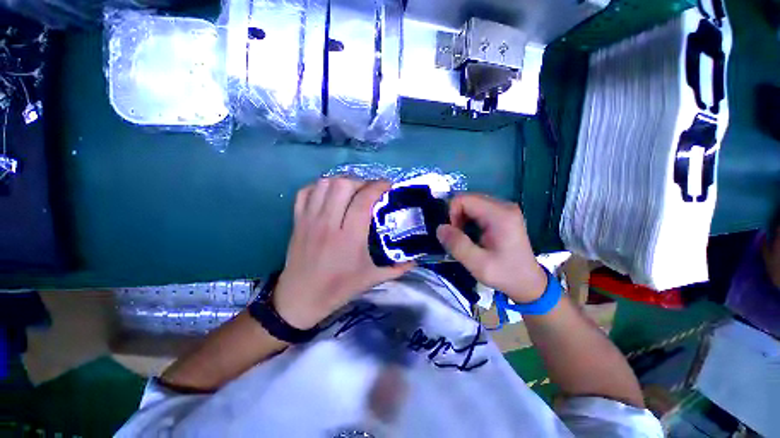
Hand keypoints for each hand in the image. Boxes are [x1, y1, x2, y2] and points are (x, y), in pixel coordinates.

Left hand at [273, 178, 413, 329]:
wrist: (301, 298)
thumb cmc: (339, 288)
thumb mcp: (373, 279)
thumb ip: (398, 268)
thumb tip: (417, 257)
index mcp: (349, 237)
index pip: (363, 200)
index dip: (378, 186)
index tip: (388, 186)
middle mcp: (328, 223)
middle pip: (343, 185)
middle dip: (360, 182)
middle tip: (369, 191)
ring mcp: (309, 220)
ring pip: (323, 184)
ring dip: (341, 182)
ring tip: (350, 192)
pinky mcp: (297, 221)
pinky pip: (305, 192)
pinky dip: (318, 187)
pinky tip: (329, 195)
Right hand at [436, 194, 546, 302]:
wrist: (529, 283)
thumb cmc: (505, 274)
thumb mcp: (478, 265)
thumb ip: (457, 245)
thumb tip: (440, 228)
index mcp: (500, 215)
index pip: (464, 200)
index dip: (452, 214)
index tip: (454, 234)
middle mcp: (504, 206)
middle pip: (468, 199)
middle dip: (456, 216)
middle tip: (459, 238)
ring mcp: (505, 209)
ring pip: (471, 203)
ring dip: (462, 218)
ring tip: (466, 237)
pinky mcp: (503, 214)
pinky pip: (478, 209)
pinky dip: (469, 219)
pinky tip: (473, 234)